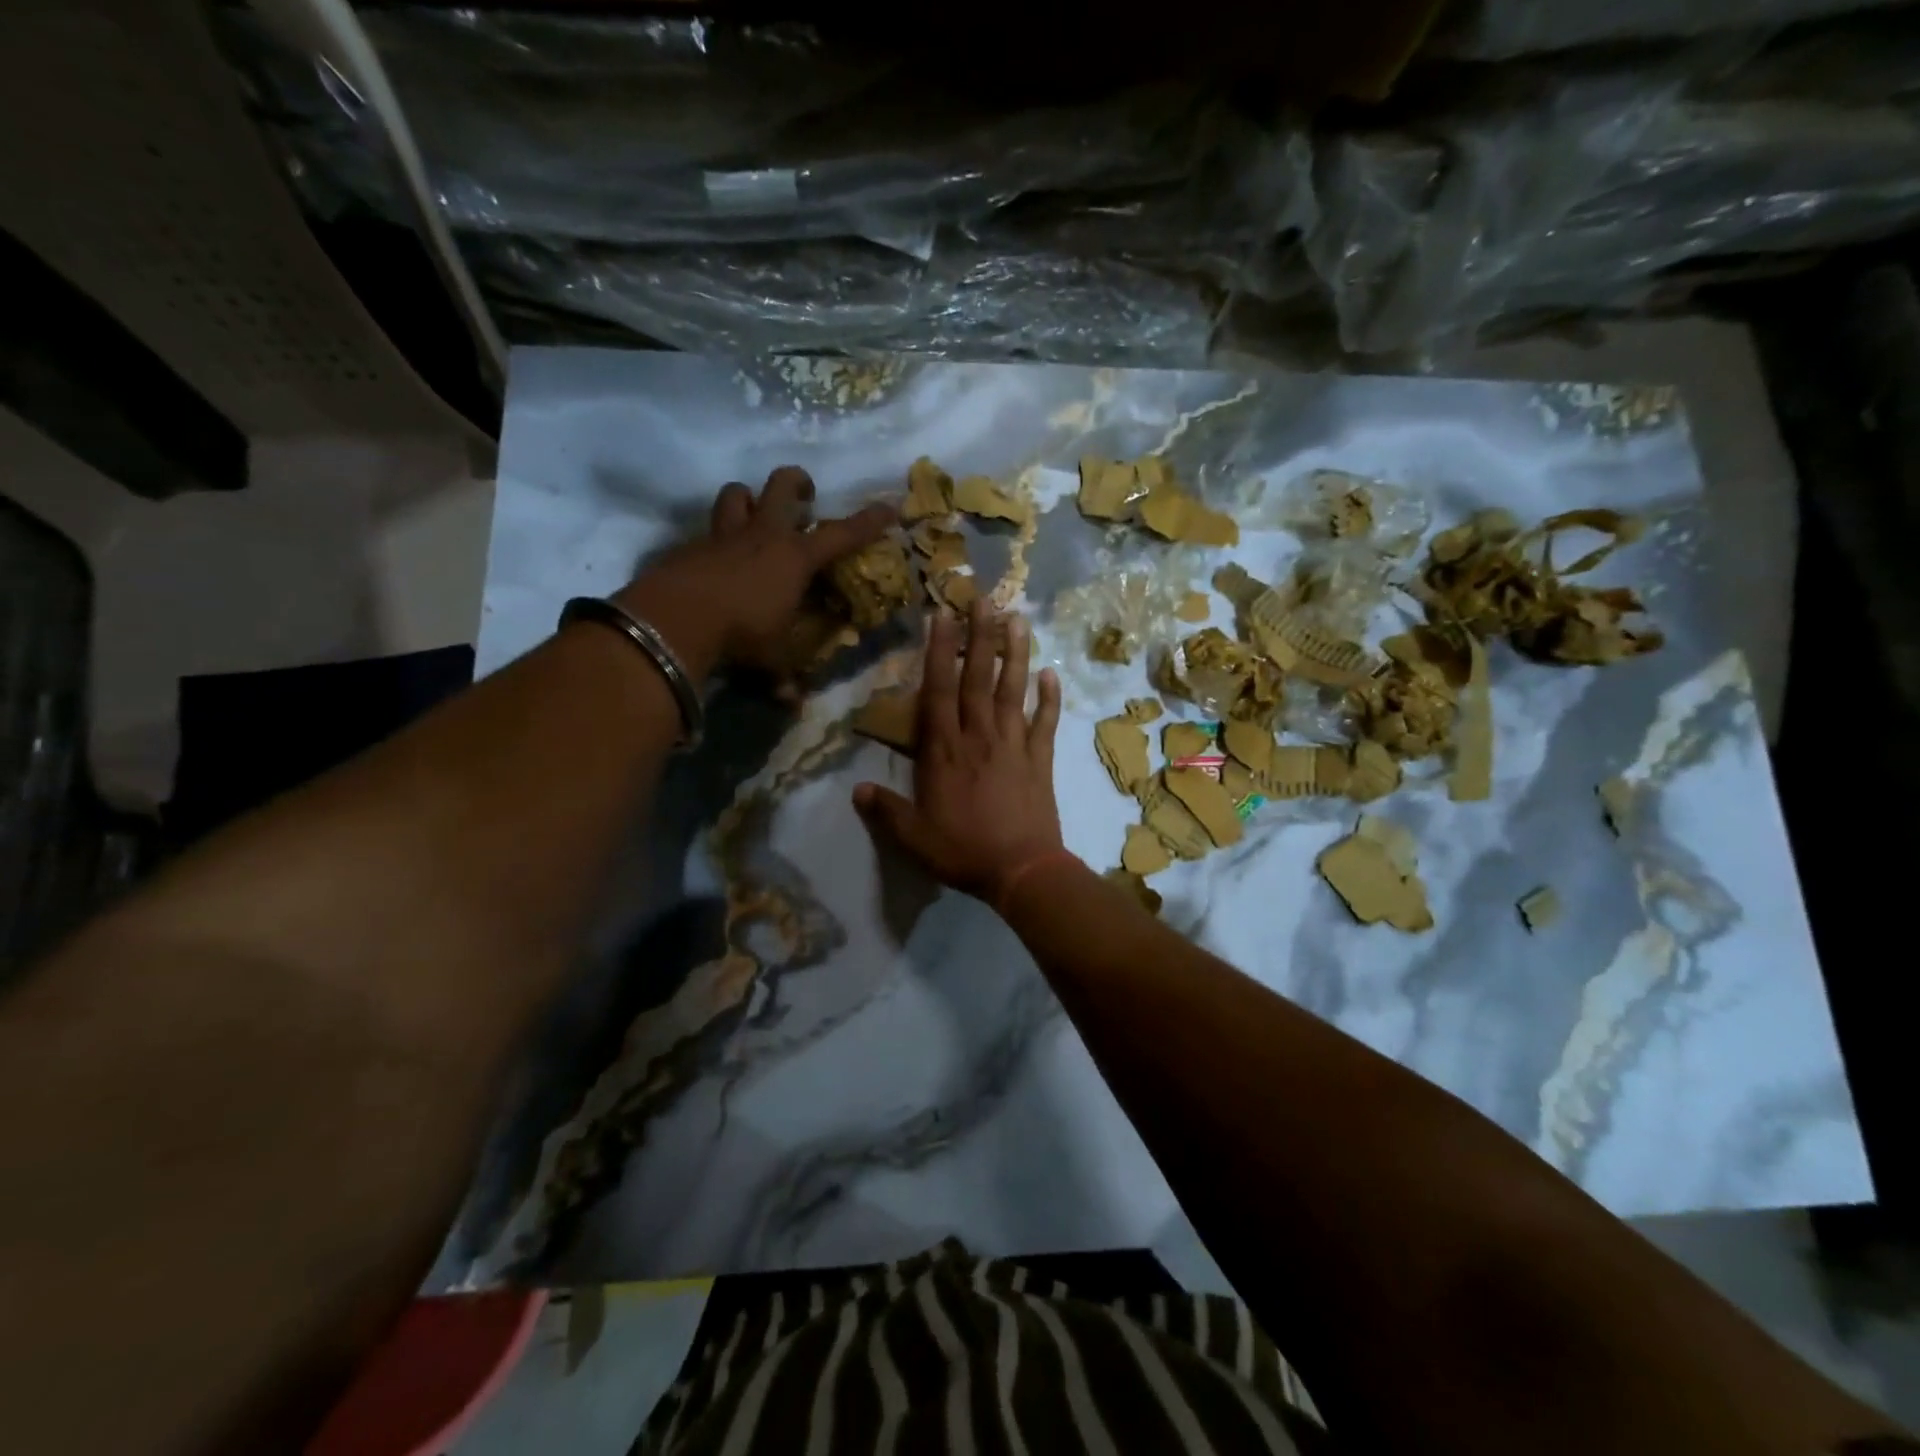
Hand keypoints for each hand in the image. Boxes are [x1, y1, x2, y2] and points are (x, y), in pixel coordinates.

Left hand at [615, 466, 892, 678]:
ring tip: (754, 512)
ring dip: (748, 498)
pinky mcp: (691, 545)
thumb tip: (794, 704)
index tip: (888, 507)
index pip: (841, 535)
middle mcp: (763, 535)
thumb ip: (783, 676)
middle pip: (782, 486)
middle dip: (797, 482)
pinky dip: (715, 538)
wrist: (676, 618)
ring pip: (737, 494)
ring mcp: (724, 535)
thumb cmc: (741, 633)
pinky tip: (715, 558)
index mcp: (794, 558)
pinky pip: (707, 530)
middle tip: (805, 493)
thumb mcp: (770, 658)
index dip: (867, 522)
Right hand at [853, 598, 1066, 903]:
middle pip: (978, 678)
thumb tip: (856, 790)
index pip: (939, 691)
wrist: (1022, 870)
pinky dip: (1049, 698)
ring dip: (1016, 653)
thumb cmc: (963, 851)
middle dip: (979, 636)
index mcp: (944, 751)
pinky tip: (1052, 674)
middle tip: (984, 599)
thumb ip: (885, 811)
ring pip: (1013, 690)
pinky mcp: (1040, 758)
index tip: (942, 616)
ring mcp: (1013, 744)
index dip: (939, 651)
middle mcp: (979, 737)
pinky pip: (1045, 722)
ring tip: (1017, 618)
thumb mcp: (913, 838)